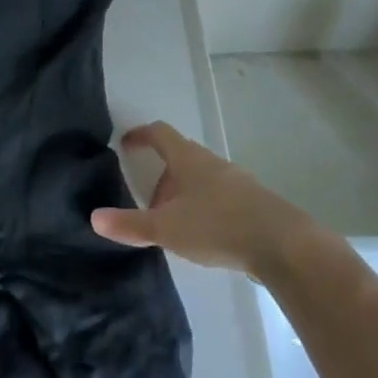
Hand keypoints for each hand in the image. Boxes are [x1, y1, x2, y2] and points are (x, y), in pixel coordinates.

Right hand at [91, 121, 319, 277]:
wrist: (283, 244)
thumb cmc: (217, 226)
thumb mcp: (167, 228)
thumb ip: (131, 224)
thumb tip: (94, 217)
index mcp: (188, 159)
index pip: (160, 133)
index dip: (140, 135)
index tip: (126, 144)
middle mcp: (212, 162)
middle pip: (180, 158)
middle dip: (161, 178)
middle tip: (148, 206)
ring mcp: (236, 181)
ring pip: (201, 179)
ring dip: (183, 196)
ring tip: (175, 226)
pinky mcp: (254, 203)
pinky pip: (220, 197)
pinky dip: (204, 208)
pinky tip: (205, 236)